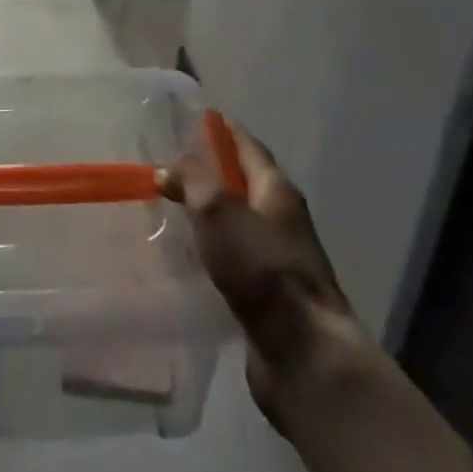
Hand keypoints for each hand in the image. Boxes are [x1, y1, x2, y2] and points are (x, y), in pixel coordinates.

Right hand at [160, 121, 373, 431]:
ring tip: (174, 209)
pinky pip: (236, 259)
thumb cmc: (261, 269)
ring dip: (211, 213)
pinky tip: (190, 257)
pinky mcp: (269, 295)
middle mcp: (282, 218)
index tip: (197, 118)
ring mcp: (279, 258)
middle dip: (213, 172)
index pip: (248, 146)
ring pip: (238, 222)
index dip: (223, 130)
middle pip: (244, 183)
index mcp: (276, 189)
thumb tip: (169, 168)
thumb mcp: (218, 210)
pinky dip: (213, 249)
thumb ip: (192, 180)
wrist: (303, 354)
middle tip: (173, 166)